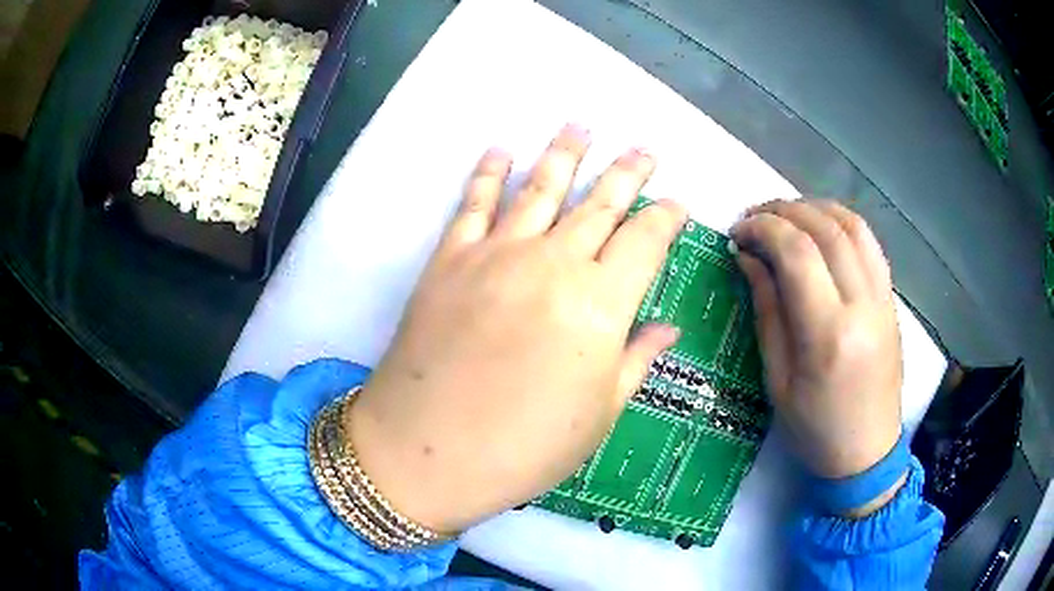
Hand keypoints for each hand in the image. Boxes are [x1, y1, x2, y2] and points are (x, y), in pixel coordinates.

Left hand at [346, 125, 686, 533]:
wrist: (426, 453)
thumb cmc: (524, 448)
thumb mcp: (598, 414)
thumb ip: (636, 360)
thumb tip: (669, 326)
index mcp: (601, 304)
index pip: (645, 242)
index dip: (666, 218)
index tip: (678, 204)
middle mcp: (553, 263)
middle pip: (600, 203)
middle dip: (626, 173)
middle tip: (643, 149)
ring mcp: (496, 254)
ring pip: (541, 188)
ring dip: (564, 153)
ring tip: (580, 126)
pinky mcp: (450, 258)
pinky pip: (475, 203)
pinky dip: (489, 173)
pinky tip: (501, 150)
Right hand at [731, 200, 903, 500]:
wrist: (867, 451)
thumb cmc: (815, 428)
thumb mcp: (777, 379)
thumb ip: (766, 310)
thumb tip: (749, 258)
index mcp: (828, 334)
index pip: (796, 253)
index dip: (762, 229)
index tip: (737, 233)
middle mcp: (862, 305)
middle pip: (824, 229)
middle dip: (782, 211)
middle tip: (753, 219)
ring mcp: (882, 298)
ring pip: (851, 225)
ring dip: (814, 208)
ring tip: (785, 215)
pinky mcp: (891, 298)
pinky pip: (869, 242)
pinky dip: (842, 221)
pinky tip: (821, 226)